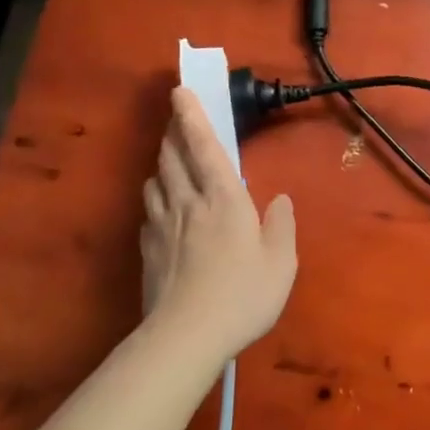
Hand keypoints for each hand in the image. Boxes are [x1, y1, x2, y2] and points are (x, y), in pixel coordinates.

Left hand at [140, 88, 297, 361]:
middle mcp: (188, 202)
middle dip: (173, 132)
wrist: (185, 337)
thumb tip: (279, 200)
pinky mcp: (148, 250)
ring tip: (170, 160)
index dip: (192, 116)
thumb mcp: (280, 263)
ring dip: (163, 163)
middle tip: (175, 119)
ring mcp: (162, 226)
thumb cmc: (242, 295)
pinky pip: (149, 211)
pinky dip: (156, 199)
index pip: (204, 146)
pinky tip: (163, 209)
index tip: (179, 91)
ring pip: (156, 180)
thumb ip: (281, 226)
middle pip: (173, 156)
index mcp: (223, 199)